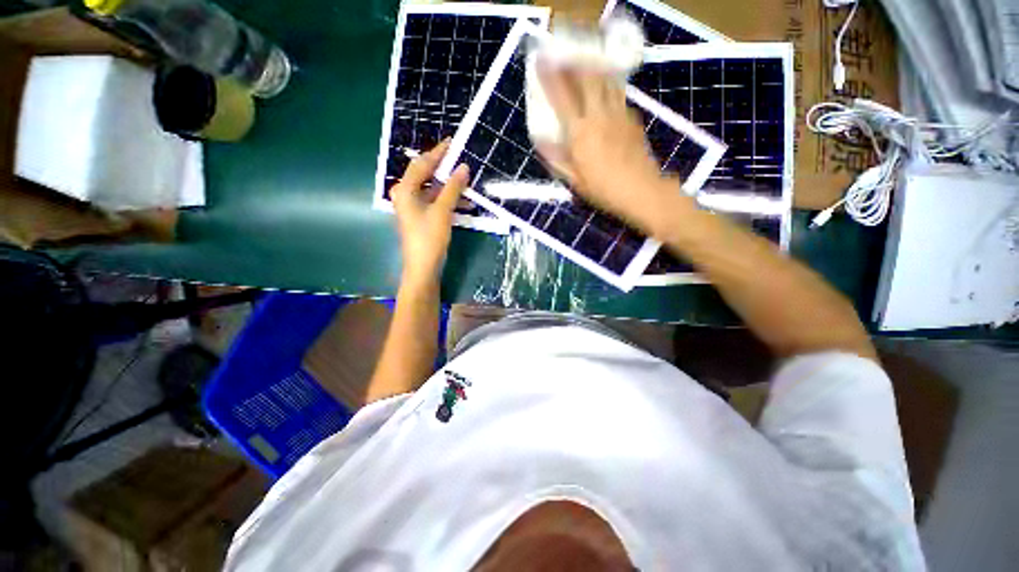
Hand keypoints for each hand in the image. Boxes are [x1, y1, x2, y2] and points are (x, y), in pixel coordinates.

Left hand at [390, 140, 468, 288]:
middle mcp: (406, 195)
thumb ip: (453, 188)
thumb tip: (464, 167)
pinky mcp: (422, 217)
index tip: (453, 142)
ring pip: (433, 189)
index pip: (422, 164)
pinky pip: (436, 201)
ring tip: (468, 181)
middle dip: (445, 169)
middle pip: (426, 175)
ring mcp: (414, 207)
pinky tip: (465, 201)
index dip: (438, 153)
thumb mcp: (442, 211)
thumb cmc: (429, 237)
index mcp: (405, 190)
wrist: (423, 267)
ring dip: (450, 186)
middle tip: (462, 159)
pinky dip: (449, 199)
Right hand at [538, 62, 684, 234]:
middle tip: (565, 58)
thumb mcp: (574, 180)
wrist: (640, 190)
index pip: (562, 98)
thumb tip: (540, 142)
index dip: (550, 78)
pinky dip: (608, 85)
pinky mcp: (632, 118)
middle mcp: (598, 116)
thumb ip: (556, 159)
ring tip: (584, 63)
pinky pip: (618, 94)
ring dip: (593, 68)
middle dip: (574, 64)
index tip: (542, 63)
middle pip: (587, 78)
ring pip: (605, 81)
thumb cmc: (603, 189)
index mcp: (580, 133)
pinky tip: (604, 88)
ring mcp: (618, 114)